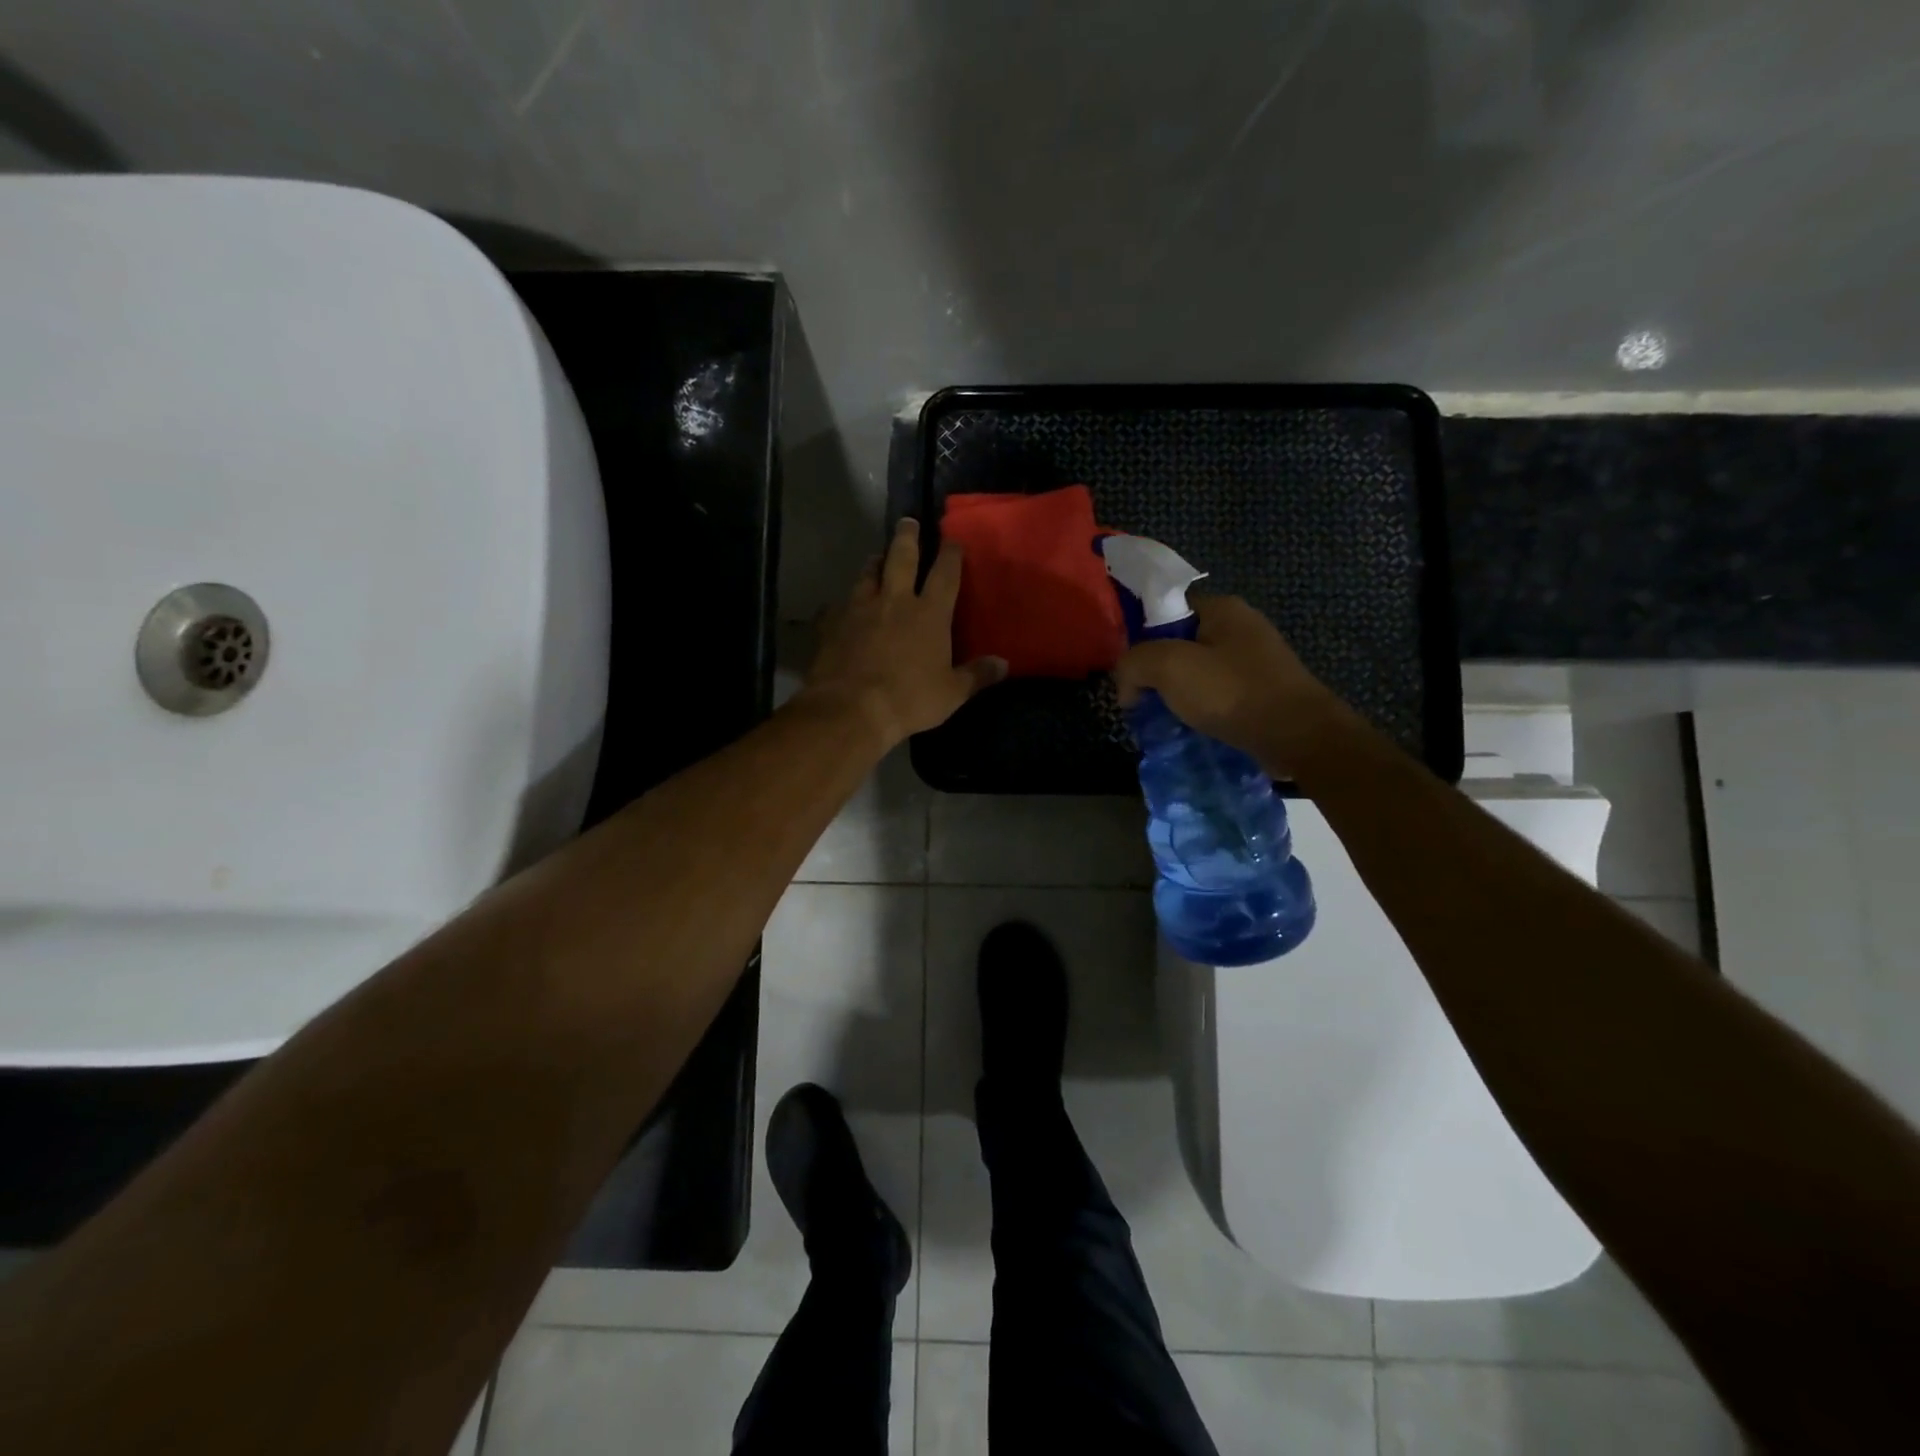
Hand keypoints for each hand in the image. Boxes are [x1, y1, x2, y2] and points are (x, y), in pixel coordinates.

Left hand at [802, 518, 1007, 749]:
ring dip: (874, 563)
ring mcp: (859, 608)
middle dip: (907, 537)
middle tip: (907, 521)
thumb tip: (1004, 664)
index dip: (951, 554)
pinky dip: (841, 603)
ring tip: (877, 557)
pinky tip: (839, 607)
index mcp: (929, 614)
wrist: (852, 708)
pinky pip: (837, 606)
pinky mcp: (832, 623)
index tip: (952, 540)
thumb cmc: (910, 699)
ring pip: (867, 574)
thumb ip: (977, 675)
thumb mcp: (952, 693)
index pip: (945, 573)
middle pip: (901, 557)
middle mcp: (895, 600)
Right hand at [1112, 596, 1347, 775]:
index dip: (1141, 636)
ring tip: (1163, 719)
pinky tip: (1191, 728)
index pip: (1166, 609)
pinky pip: (1218, 694)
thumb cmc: (1232, 692)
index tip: (1130, 671)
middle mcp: (1241, 627)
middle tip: (1141, 700)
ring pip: (1198, 672)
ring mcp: (1255, 660)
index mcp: (1222, 608)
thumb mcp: (1169, 667)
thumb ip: (1134, 663)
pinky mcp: (1263, 691)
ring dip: (1177, 694)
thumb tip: (1127, 684)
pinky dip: (1201, 709)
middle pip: (1180, 642)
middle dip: (1156, 671)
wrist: (1299, 737)